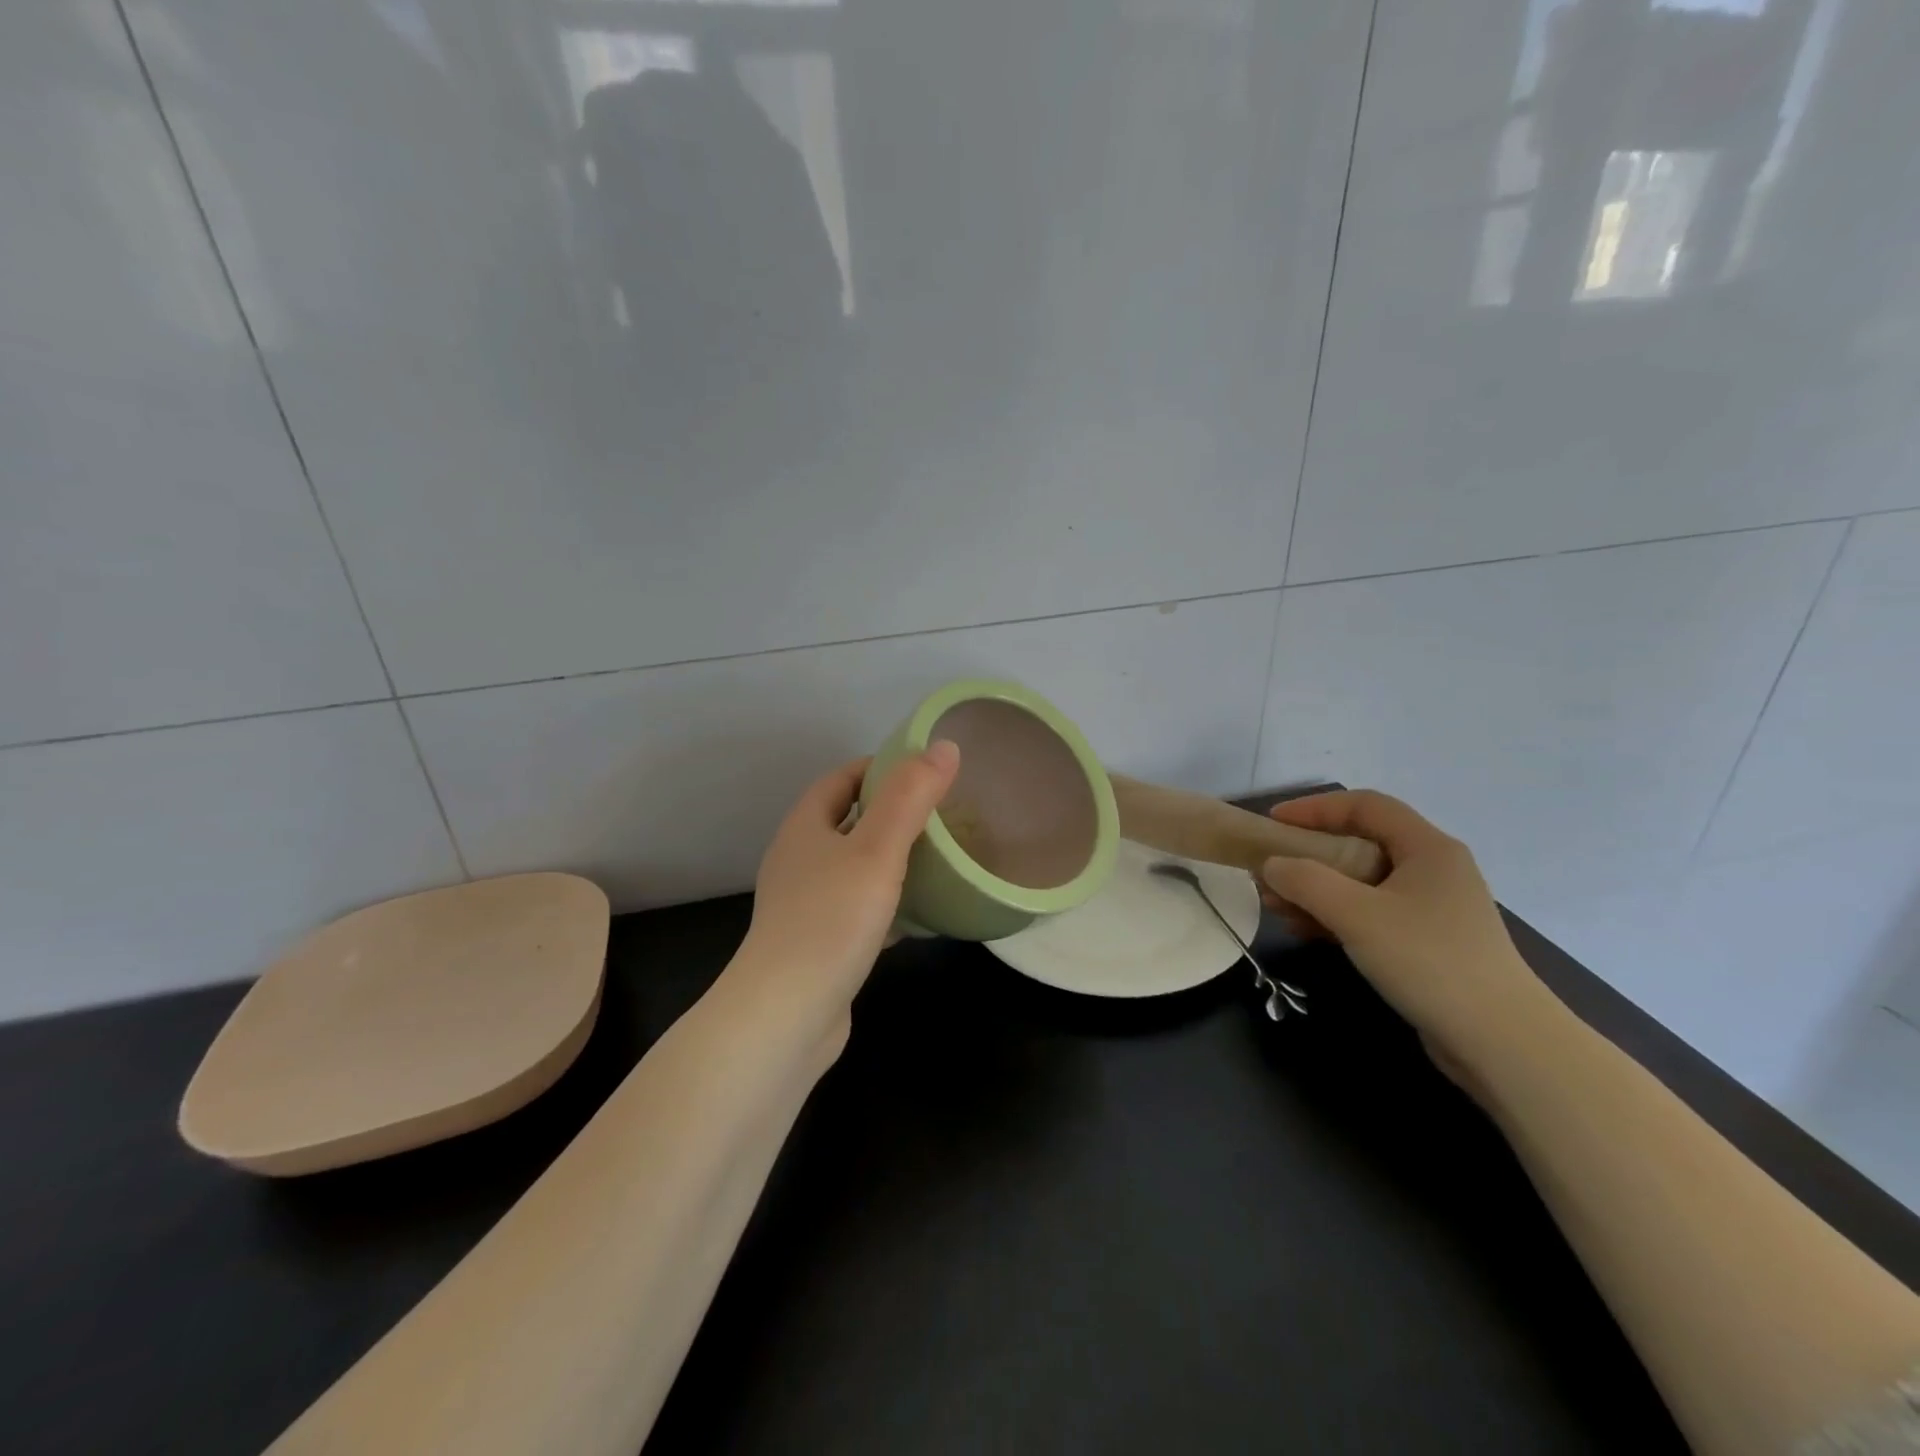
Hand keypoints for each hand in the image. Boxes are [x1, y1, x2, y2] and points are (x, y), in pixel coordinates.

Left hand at [735, 742, 960, 1041]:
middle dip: (893, 813)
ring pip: (857, 867)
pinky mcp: (820, 943)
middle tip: (944, 813)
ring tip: (941, 858)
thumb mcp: (876, 850)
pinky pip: (861, 909)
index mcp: (804, 827)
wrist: (786, 1016)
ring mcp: (807, 904)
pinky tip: (924, 914)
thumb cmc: (830, 920)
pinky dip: (891, 903)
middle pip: (850, 821)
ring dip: (893, 859)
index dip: (881, 767)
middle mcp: (800, 860)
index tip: (926, 771)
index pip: (843, 778)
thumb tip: (944, 746)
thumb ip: (910, 797)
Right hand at [1256, 790, 1557, 1080]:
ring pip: (1362, 882)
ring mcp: (1431, 908)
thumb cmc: (1430, 961)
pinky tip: (1305, 930)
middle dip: (1309, 855)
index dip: (1316, 808)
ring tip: (1276, 905)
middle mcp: (1433, 869)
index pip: (1365, 806)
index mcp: (1428, 848)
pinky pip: (1370, 913)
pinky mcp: (1426, 942)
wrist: (1502, 1043)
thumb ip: (1307, 881)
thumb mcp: (1358, 915)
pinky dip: (1335, 915)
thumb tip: (1271, 864)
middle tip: (1269, 870)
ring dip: (1316, 889)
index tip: (1274, 823)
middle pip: (1361, 843)